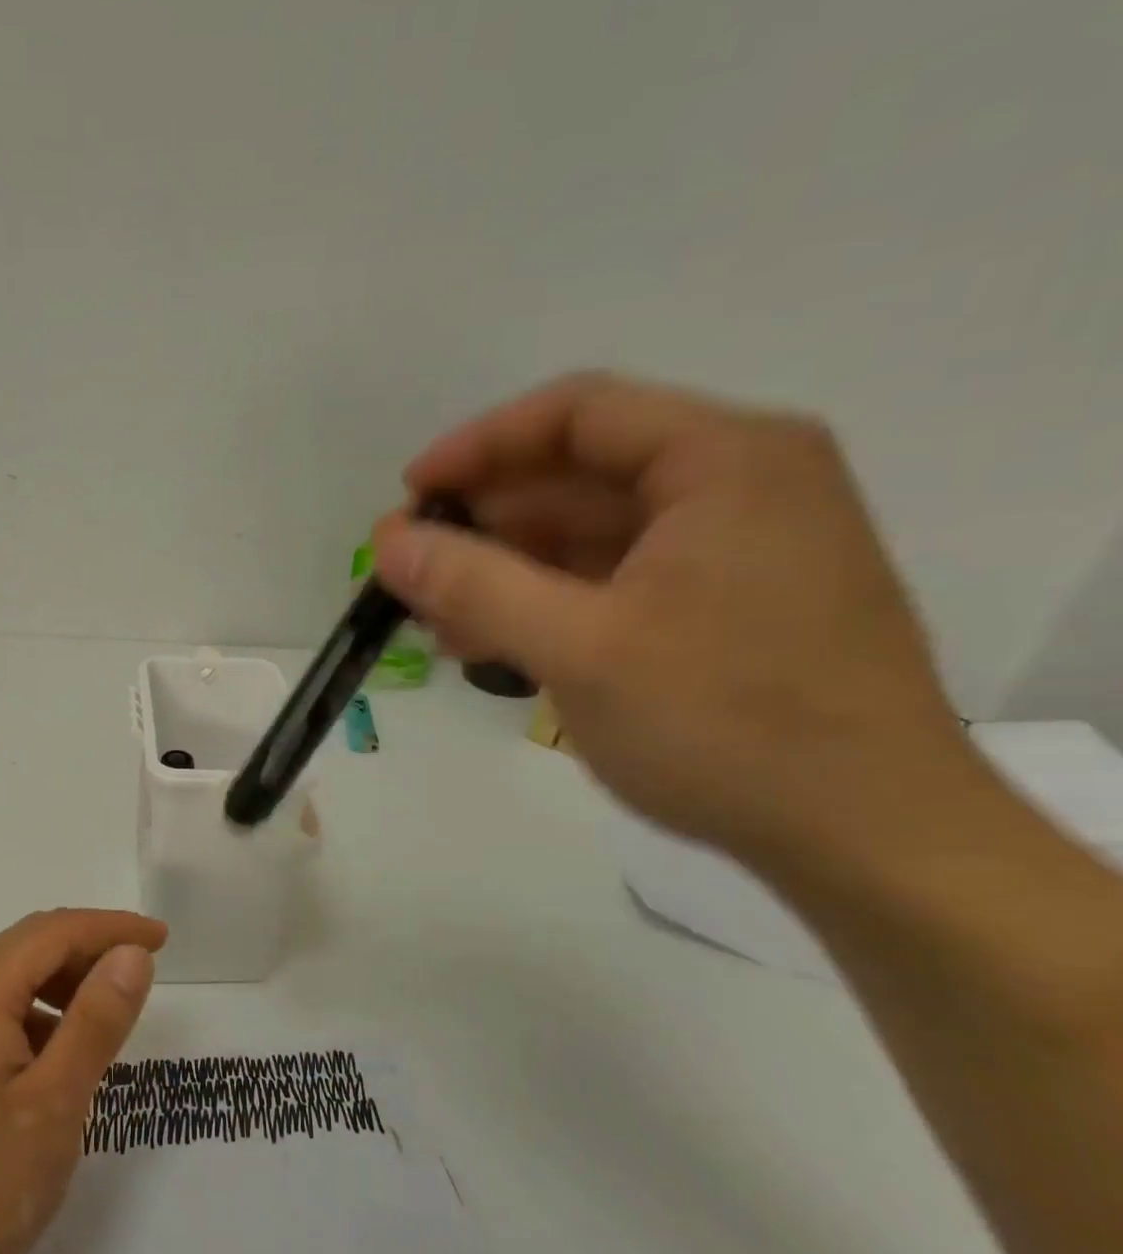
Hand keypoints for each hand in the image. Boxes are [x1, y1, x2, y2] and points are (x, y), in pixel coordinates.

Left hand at [0, 909, 165, 1253]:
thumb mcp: (54, 1104)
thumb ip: (96, 1021)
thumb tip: (132, 954)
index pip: (53, 932)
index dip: (111, 927)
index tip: (160, 939)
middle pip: (29, 946)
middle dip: (89, 948)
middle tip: (141, 969)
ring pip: (11, 978)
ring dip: (63, 981)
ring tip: (106, 1012)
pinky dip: (36, 1014)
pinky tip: (57, 1053)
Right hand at [373, 372, 970, 862]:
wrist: (869, 839)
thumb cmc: (725, 725)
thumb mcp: (578, 648)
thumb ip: (472, 585)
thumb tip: (384, 541)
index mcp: (724, 462)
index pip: (577, 413)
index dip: (479, 447)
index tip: (410, 496)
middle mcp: (739, 485)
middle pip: (581, 474)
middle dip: (487, 522)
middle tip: (412, 571)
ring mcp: (737, 548)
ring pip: (593, 534)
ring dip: (509, 570)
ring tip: (439, 621)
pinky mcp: (728, 604)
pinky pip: (616, 579)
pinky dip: (551, 602)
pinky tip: (495, 642)